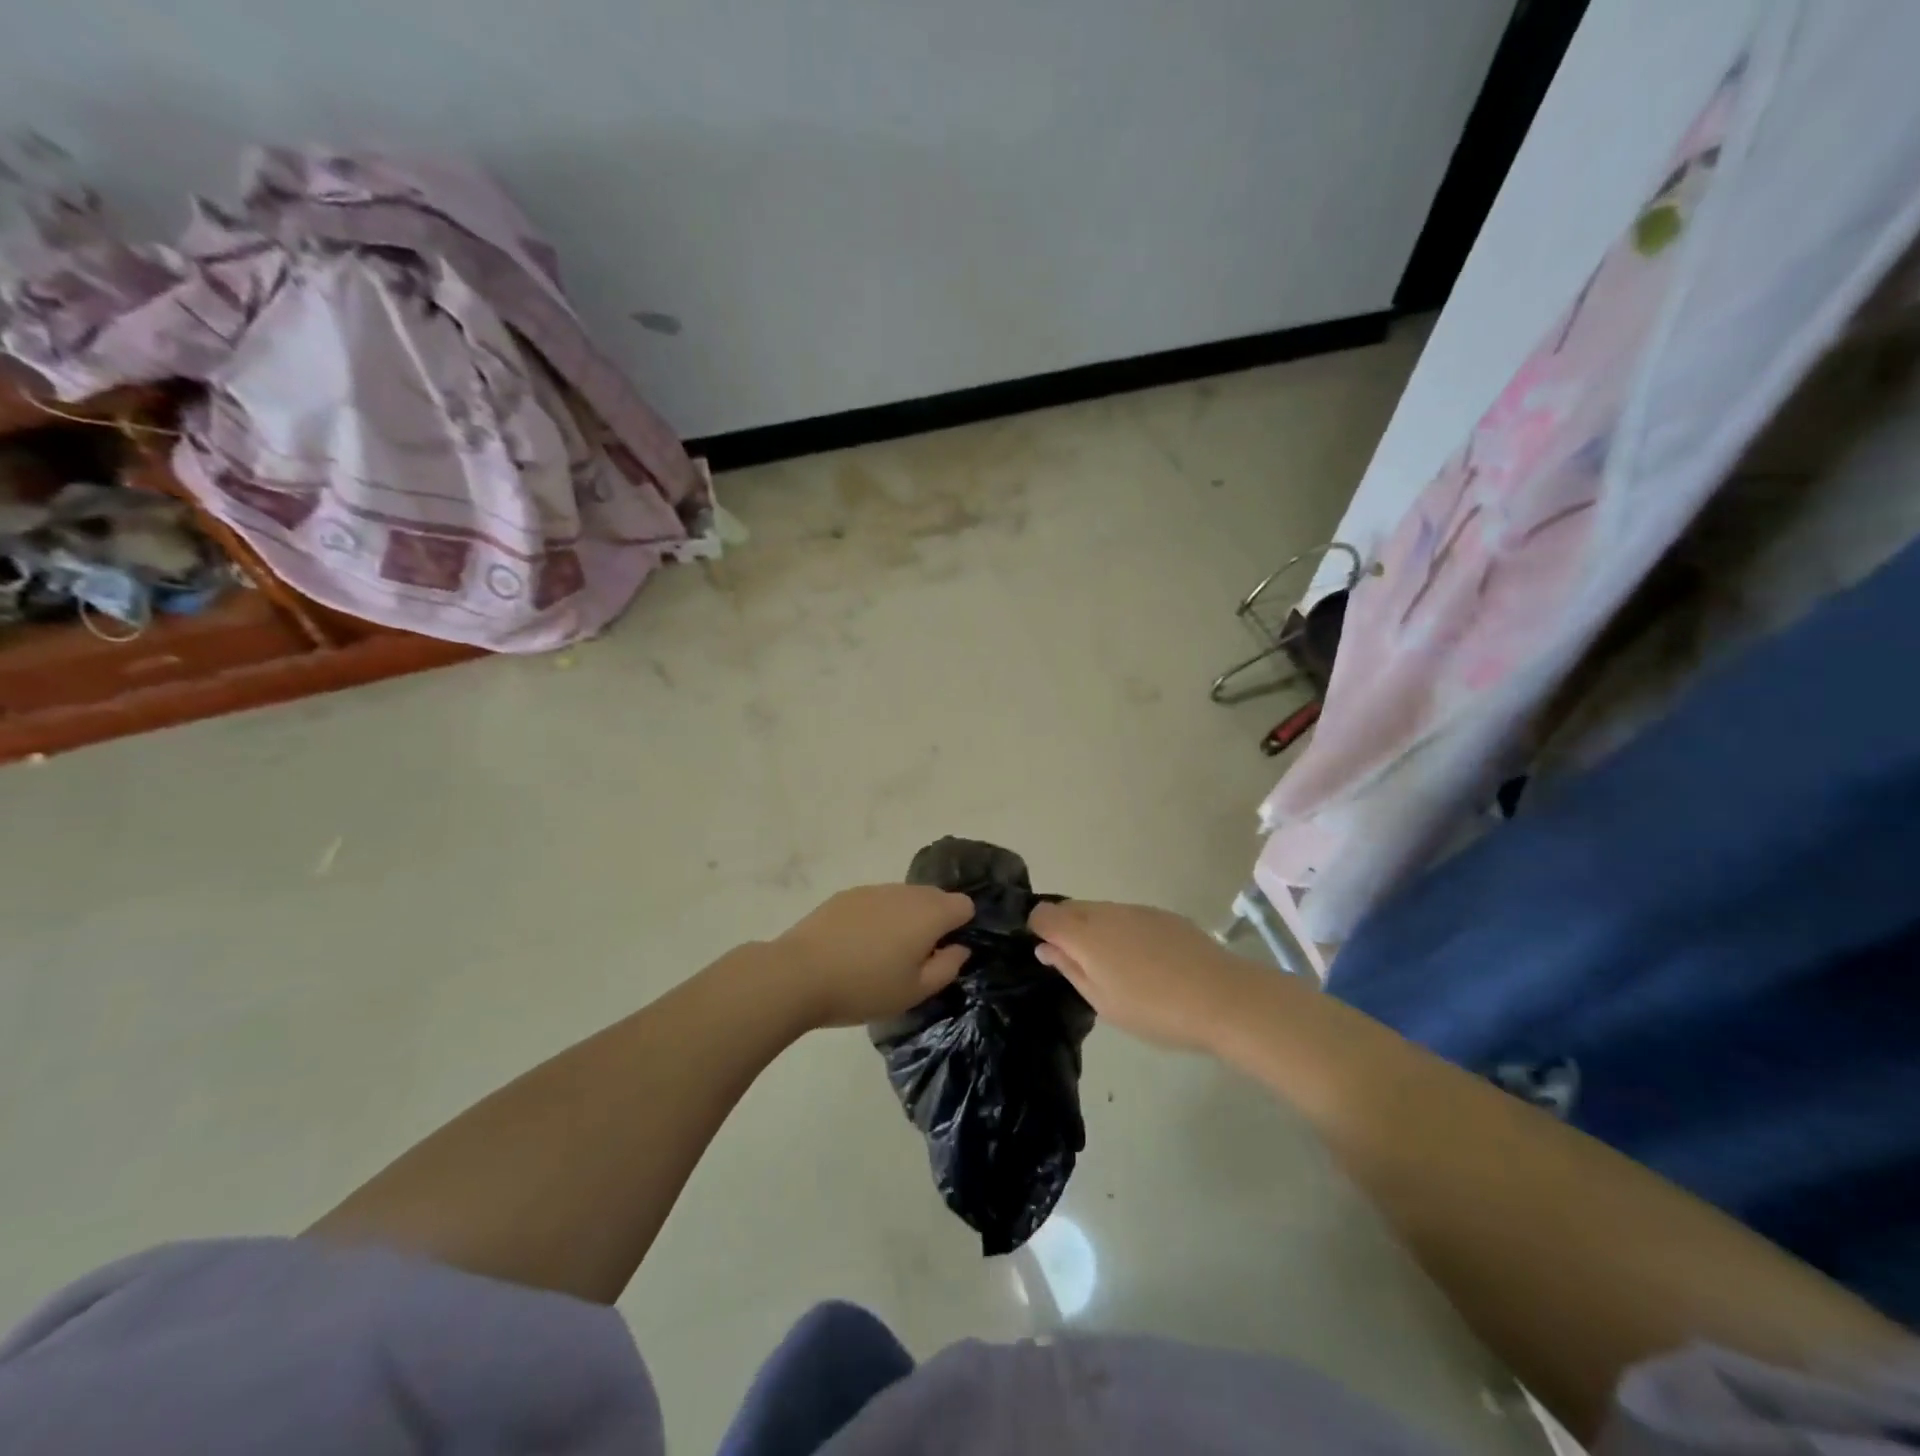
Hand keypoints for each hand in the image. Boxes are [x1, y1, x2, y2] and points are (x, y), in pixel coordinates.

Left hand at [772, 884, 976, 1029]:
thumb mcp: (914, 991)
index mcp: (929, 914)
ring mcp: (874, 889)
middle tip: (917, 957)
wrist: (799, 974)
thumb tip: (959, 948)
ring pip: (905, 897)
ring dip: (906, 917)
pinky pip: (878, 900)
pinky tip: (858, 944)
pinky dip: (879, 915)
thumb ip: (947, 967)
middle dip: (935, 920)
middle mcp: (906, 893)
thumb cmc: (864, 988)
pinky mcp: (848, 894)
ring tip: (884, 952)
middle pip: (935, 896)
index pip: (964, 905)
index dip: (961, 927)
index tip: (945, 953)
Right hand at [1028, 900, 1256, 1051]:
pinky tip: (1143, 961)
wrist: (1223, 997)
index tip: (1048, 955)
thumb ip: (1070, 969)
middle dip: (1065, 929)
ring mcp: (1136, 909)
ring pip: (1100, 911)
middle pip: (1070, 908)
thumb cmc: (1155, 1009)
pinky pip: (1127, 915)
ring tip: (1114, 967)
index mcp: (1085, 934)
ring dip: (1094, 930)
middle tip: (1078, 966)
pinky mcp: (1161, 914)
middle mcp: (1106, 912)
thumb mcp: (1103, 1001)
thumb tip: (1046, 947)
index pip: (1044, 915)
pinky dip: (1121, 931)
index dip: (1038, 931)